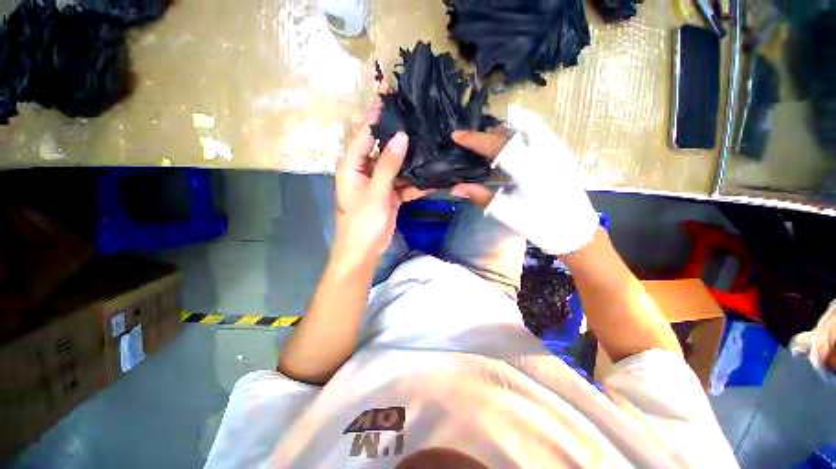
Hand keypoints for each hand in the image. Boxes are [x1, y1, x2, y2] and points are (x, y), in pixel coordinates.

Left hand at [334, 94, 430, 260]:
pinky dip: (416, 183)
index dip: (375, 114)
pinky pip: (404, 184)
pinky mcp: (390, 195)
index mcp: (352, 165)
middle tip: (419, 119)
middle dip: (400, 137)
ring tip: (432, 145)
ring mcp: (379, 183)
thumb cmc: (363, 222)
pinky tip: (433, 177)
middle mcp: (365, 170)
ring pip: (397, 167)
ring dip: (412, 161)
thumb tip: (401, 137)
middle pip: (384, 148)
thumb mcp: (376, 191)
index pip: (365, 134)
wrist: (364, 251)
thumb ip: (388, 165)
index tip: (388, 93)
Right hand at [449, 105, 598, 255]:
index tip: (457, 135)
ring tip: (495, 143)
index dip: (476, 140)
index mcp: (531, 172)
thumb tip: (456, 188)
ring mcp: (558, 152)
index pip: (499, 147)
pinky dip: (523, 132)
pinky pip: (540, 133)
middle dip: (494, 131)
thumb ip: (480, 197)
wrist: (573, 230)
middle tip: (480, 142)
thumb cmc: (538, 224)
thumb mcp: (506, 212)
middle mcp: (547, 155)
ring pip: (531, 126)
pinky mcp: (562, 154)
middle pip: (517, 127)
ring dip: (509, 129)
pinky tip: (514, 147)